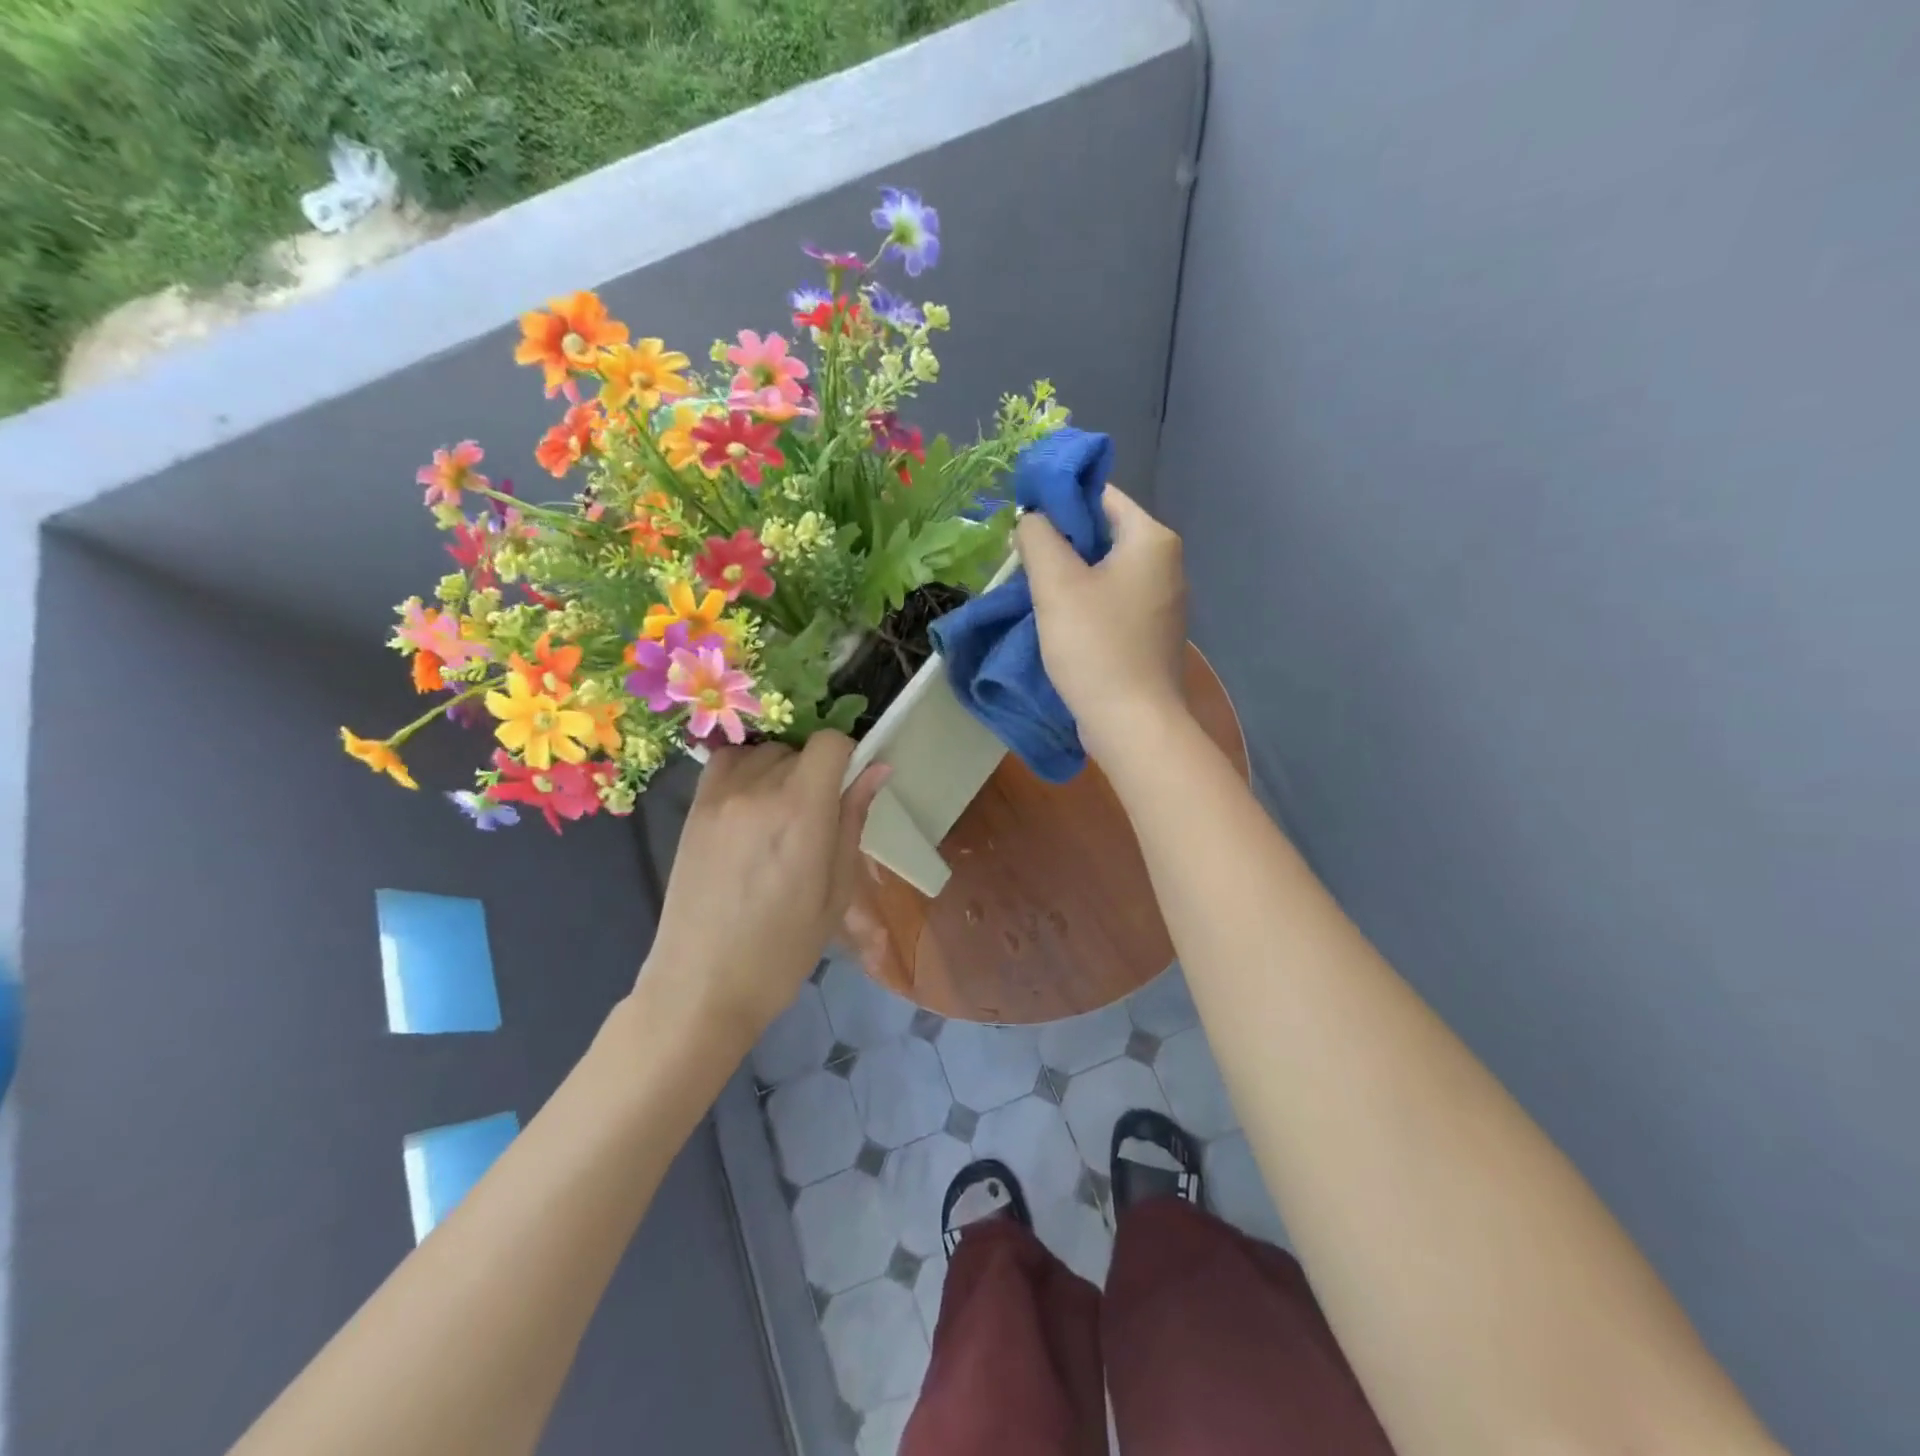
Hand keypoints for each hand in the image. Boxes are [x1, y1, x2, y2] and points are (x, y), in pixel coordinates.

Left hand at [643, 735, 888, 1039]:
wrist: (702, 986)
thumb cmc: (783, 950)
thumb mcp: (836, 891)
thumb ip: (853, 820)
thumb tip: (878, 768)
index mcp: (801, 811)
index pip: (829, 743)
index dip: (847, 757)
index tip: (849, 786)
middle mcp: (758, 790)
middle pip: (799, 749)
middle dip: (817, 771)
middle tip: (818, 818)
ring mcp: (719, 797)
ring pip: (763, 753)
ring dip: (781, 769)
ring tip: (782, 814)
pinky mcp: (693, 810)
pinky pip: (726, 764)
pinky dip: (745, 771)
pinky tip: (751, 809)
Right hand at [1017, 484, 1187, 762]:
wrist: (1133, 723)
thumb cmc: (1095, 646)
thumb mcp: (1056, 584)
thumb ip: (1038, 536)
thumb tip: (1032, 517)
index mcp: (1152, 539)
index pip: (1101, 495)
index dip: (1058, 501)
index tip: (1023, 523)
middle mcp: (1166, 563)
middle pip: (1103, 533)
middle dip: (1061, 543)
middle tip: (1022, 561)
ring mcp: (1163, 601)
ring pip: (1106, 571)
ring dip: (1070, 576)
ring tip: (1035, 593)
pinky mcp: (1153, 634)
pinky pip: (1113, 602)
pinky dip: (1086, 604)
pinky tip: (1061, 624)